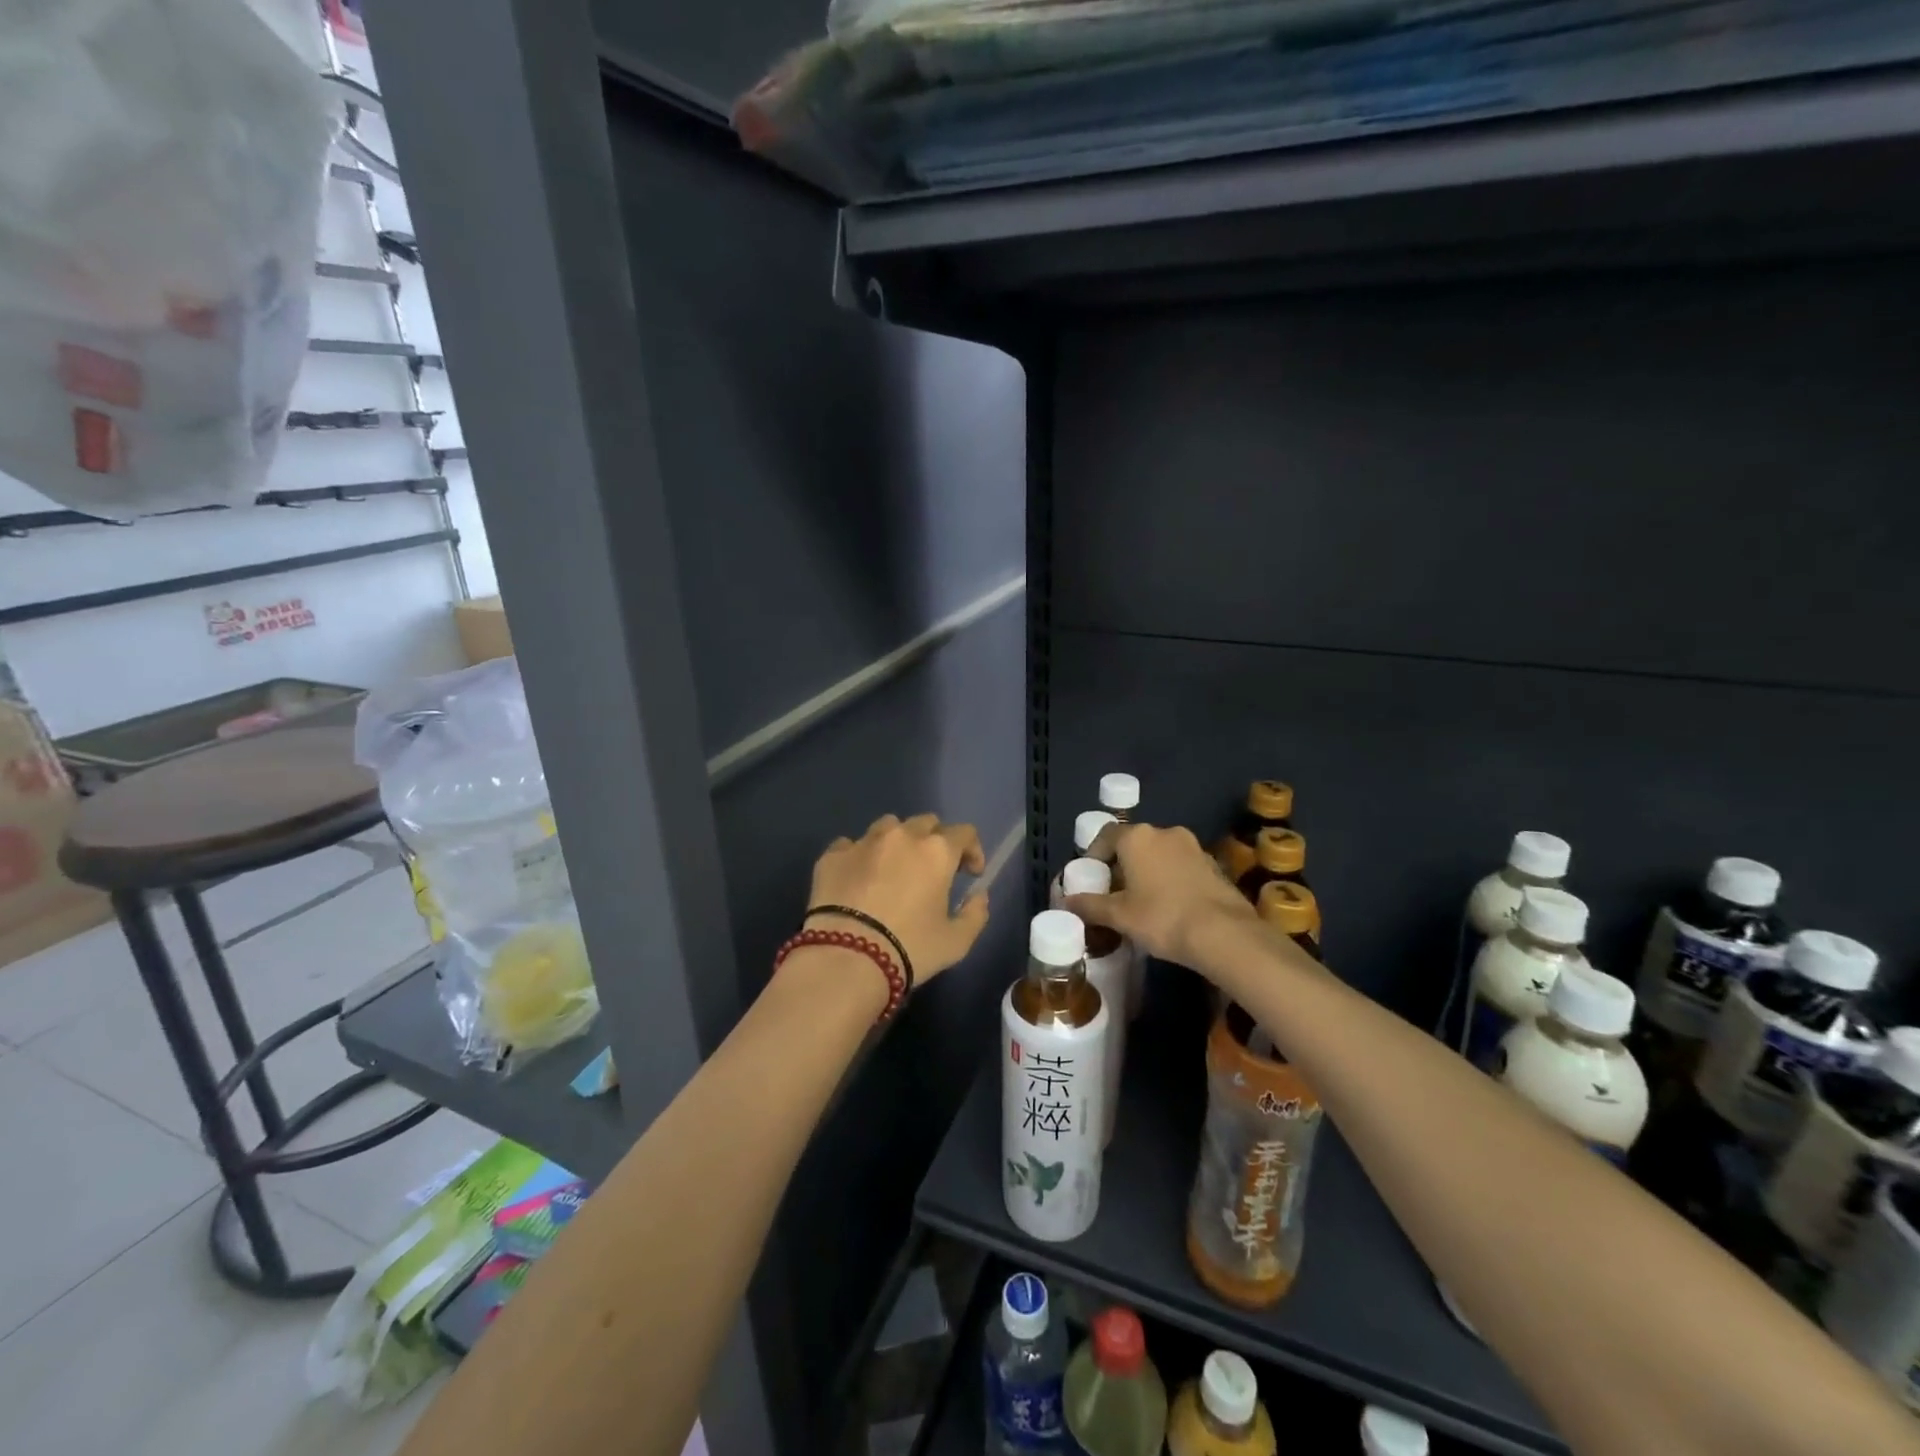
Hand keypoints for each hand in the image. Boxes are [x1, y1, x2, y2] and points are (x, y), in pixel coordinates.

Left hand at [807, 814, 989, 984]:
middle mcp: (901, 836)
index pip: (964, 833)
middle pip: (926, 822)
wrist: (846, 959)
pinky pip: (850, 844)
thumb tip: (978, 896)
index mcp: (936, 851)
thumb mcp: (956, 942)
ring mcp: (863, 842)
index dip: (972, 850)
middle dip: (935, 841)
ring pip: (888, 826)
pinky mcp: (832, 856)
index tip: (970, 873)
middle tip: (932, 870)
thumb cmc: (909, 948)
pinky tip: (858, 877)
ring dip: (898, 841)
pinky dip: (860, 855)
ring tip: (894, 867)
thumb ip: (975, 914)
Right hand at [1065, 822, 1256, 970]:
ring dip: (1148, 871)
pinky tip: (1170, 906)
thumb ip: (1090, 905)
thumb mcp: (1120, 916)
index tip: (1091, 879)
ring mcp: (1193, 846)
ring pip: (1159, 854)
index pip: (1106, 836)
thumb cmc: (1162, 918)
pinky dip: (1170, 879)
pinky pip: (1181, 866)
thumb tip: (1066, 902)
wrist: (1224, 934)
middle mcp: (1165, 832)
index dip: (1094, 855)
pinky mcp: (1213, 864)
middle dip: (1121, 865)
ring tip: (1142, 901)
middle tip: (1114, 893)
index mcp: (1137, 837)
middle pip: (1134, 843)